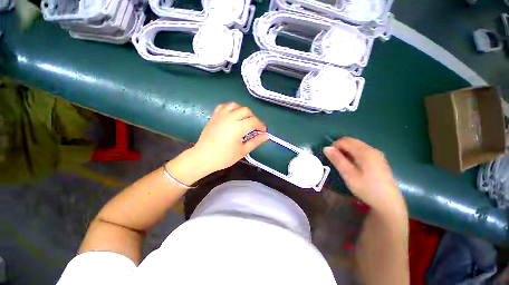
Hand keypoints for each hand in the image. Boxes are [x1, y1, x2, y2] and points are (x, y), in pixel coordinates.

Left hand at [190, 102, 268, 174]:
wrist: (203, 157)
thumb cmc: (224, 157)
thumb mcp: (242, 151)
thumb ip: (255, 141)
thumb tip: (266, 136)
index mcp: (238, 127)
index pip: (254, 121)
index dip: (261, 126)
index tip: (262, 131)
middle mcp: (230, 118)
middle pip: (246, 111)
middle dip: (253, 118)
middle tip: (253, 128)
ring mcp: (221, 115)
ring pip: (236, 105)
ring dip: (243, 111)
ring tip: (243, 120)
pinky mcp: (214, 116)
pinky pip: (224, 106)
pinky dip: (231, 108)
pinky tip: (232, 115)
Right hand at [324, 138, 405, 213]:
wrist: (388, 202)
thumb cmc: (367, 188)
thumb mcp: (349, 175)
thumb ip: (338, 160)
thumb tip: (326, 148)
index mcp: (365, 152)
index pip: (345, 141)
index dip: (334, 146)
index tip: (328, 156)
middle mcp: (372, 149)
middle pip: (351, 141)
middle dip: (339, 147)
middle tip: (333, 159)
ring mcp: (376, 154)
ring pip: (356, 145)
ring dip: (346, 150)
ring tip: (341, 162)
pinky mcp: (378, 159)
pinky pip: (362, 150)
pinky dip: (353, 153)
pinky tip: (352, 164)